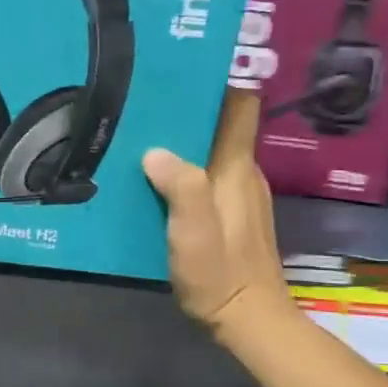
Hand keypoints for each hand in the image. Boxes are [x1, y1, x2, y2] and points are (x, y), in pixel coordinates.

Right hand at [143, 91, 288, 338]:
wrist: (249, 319)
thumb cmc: (221, 273)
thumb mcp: (193, 231)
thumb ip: (181, 187)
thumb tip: (155, 151)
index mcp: (236, 169)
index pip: (241, 107)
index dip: (219, 82)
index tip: (184, 67)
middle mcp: (242, 174)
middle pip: (220, 125)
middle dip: (187, 108)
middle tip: (143, 100)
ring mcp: (238, 195)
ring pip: (210, 150)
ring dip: (181, 139)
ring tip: (138, 133)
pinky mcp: (228, 215)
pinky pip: (204, 175)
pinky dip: (181, 167)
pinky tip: (150, 178)